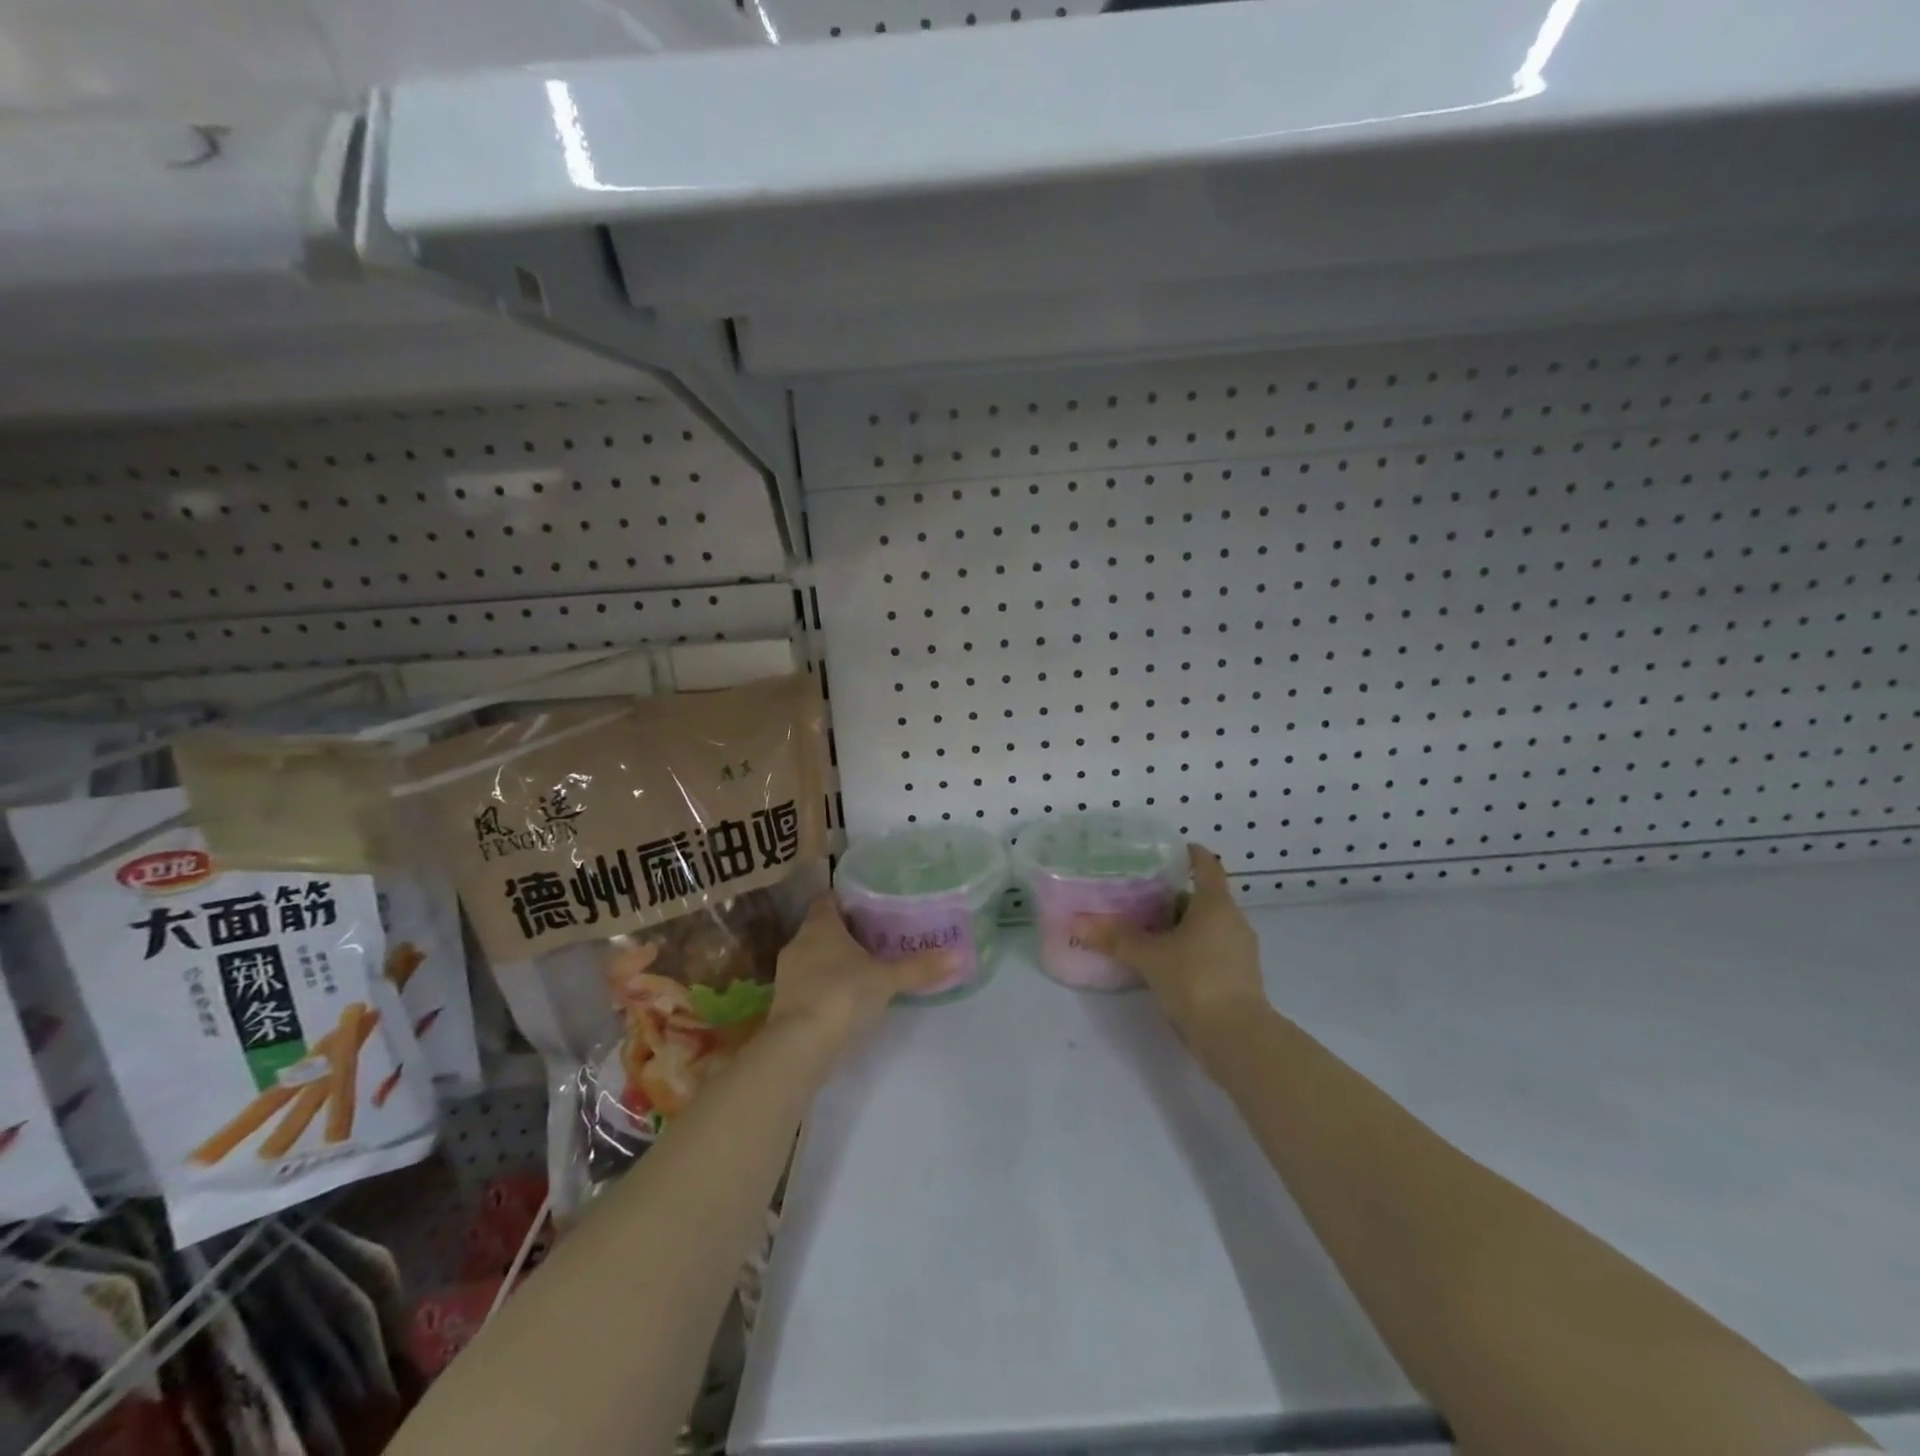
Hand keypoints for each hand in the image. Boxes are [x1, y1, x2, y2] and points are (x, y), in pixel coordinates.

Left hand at [767, 895, 955, 1054]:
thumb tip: (960, 956)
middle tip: (876, 936)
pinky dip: (824, 985)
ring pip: (813, 956)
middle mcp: (799, 942)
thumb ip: (920, 967)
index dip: (846, 900)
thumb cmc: (842, 995)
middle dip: (845, 932)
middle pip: (821, 928)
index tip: (868, 905)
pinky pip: (807, 983)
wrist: (799, 1046)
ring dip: (833, 960)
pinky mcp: (784, 1002)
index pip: (828, 899)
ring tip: (864, 967)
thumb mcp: (887, 979)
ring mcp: (787, 973)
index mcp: (820, 924)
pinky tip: (845, 998)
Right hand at [1075, 844, 1266, 1051]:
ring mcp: (1240, 950)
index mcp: (1216, 905)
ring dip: (1182, 925)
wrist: (1237, 1037)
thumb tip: (1078, 924)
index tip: (1171, 850)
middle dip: (1174, 895)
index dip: (1191, 854)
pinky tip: (1165, 961)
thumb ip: (1116, 939)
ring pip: (1208, 926)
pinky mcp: (1239, 976)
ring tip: (1147, 929)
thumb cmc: (1196, 981)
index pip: (1207, 866)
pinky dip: (1190, 948)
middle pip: (1204, 897)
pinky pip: (1211, 949)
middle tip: (1141, 895)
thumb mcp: (1150, 957)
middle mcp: (1233, 921)